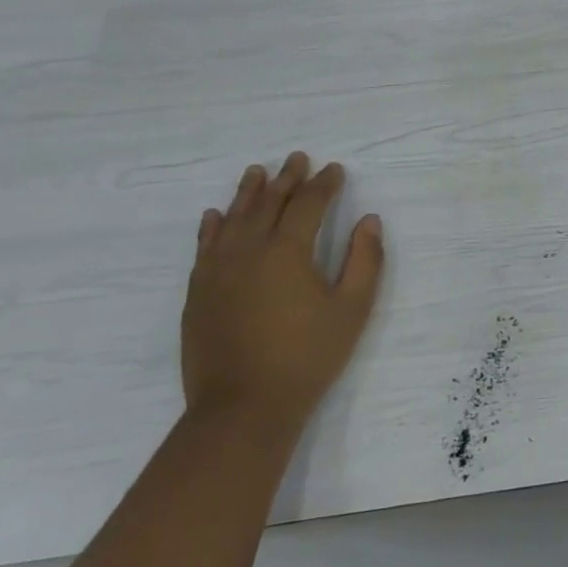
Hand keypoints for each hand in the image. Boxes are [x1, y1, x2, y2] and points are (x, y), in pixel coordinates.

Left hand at [181, 152, 384, 433]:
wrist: (243, 408)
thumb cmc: (307, 357)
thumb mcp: (352, 309)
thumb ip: (365, 260)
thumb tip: (369, 220)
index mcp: (288, 251)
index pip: (308, 204)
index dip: (324, 184)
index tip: (335, 170)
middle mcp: (248, 250)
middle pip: (269, 204)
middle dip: (287, 178)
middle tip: (298, 158)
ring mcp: (217, 271)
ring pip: (233, 219)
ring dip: (248, 193)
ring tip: (257, 172)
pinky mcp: (198, 292)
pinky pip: (205, 247)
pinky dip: (212, 226)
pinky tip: (214, 215)